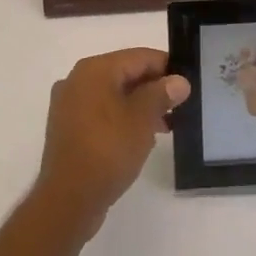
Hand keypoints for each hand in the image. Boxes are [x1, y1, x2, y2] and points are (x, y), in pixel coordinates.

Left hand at [34, 48, 190, 238]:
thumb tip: (179, 80)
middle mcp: (77, 80)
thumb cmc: (108, 150)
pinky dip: (121, 119)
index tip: (187, 82)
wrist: (68, 199)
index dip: (166, 67)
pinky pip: (101, 113)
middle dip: (153, 88)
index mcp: (94, 69)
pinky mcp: (68, 128)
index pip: (138, 57)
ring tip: (165, 126)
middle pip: (124, 74)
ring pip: (113, 95)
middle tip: (179, 106)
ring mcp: (69, 105)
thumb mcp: (142, 120)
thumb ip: (161, 94)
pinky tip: (139, 138)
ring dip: (139, 106)